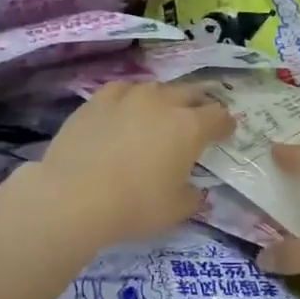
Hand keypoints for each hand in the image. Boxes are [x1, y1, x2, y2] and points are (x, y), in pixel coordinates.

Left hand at [27, 80, 234, 247]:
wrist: (74, 196)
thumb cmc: (134, 205)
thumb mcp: (175, 210)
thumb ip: (193, 197)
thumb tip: (196, 191)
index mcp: (190, 128)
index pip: (219, 116)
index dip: (225, 125)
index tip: (225, 133)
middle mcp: (163, 103)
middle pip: (191, 93)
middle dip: (199, 105)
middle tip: (197, 120)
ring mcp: (128, 97)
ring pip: (156, 88)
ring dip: (165, 99)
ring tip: (160, 114)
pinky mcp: (98, 100)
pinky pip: (123, 90)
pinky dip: (130, 98)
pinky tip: (125, 109)